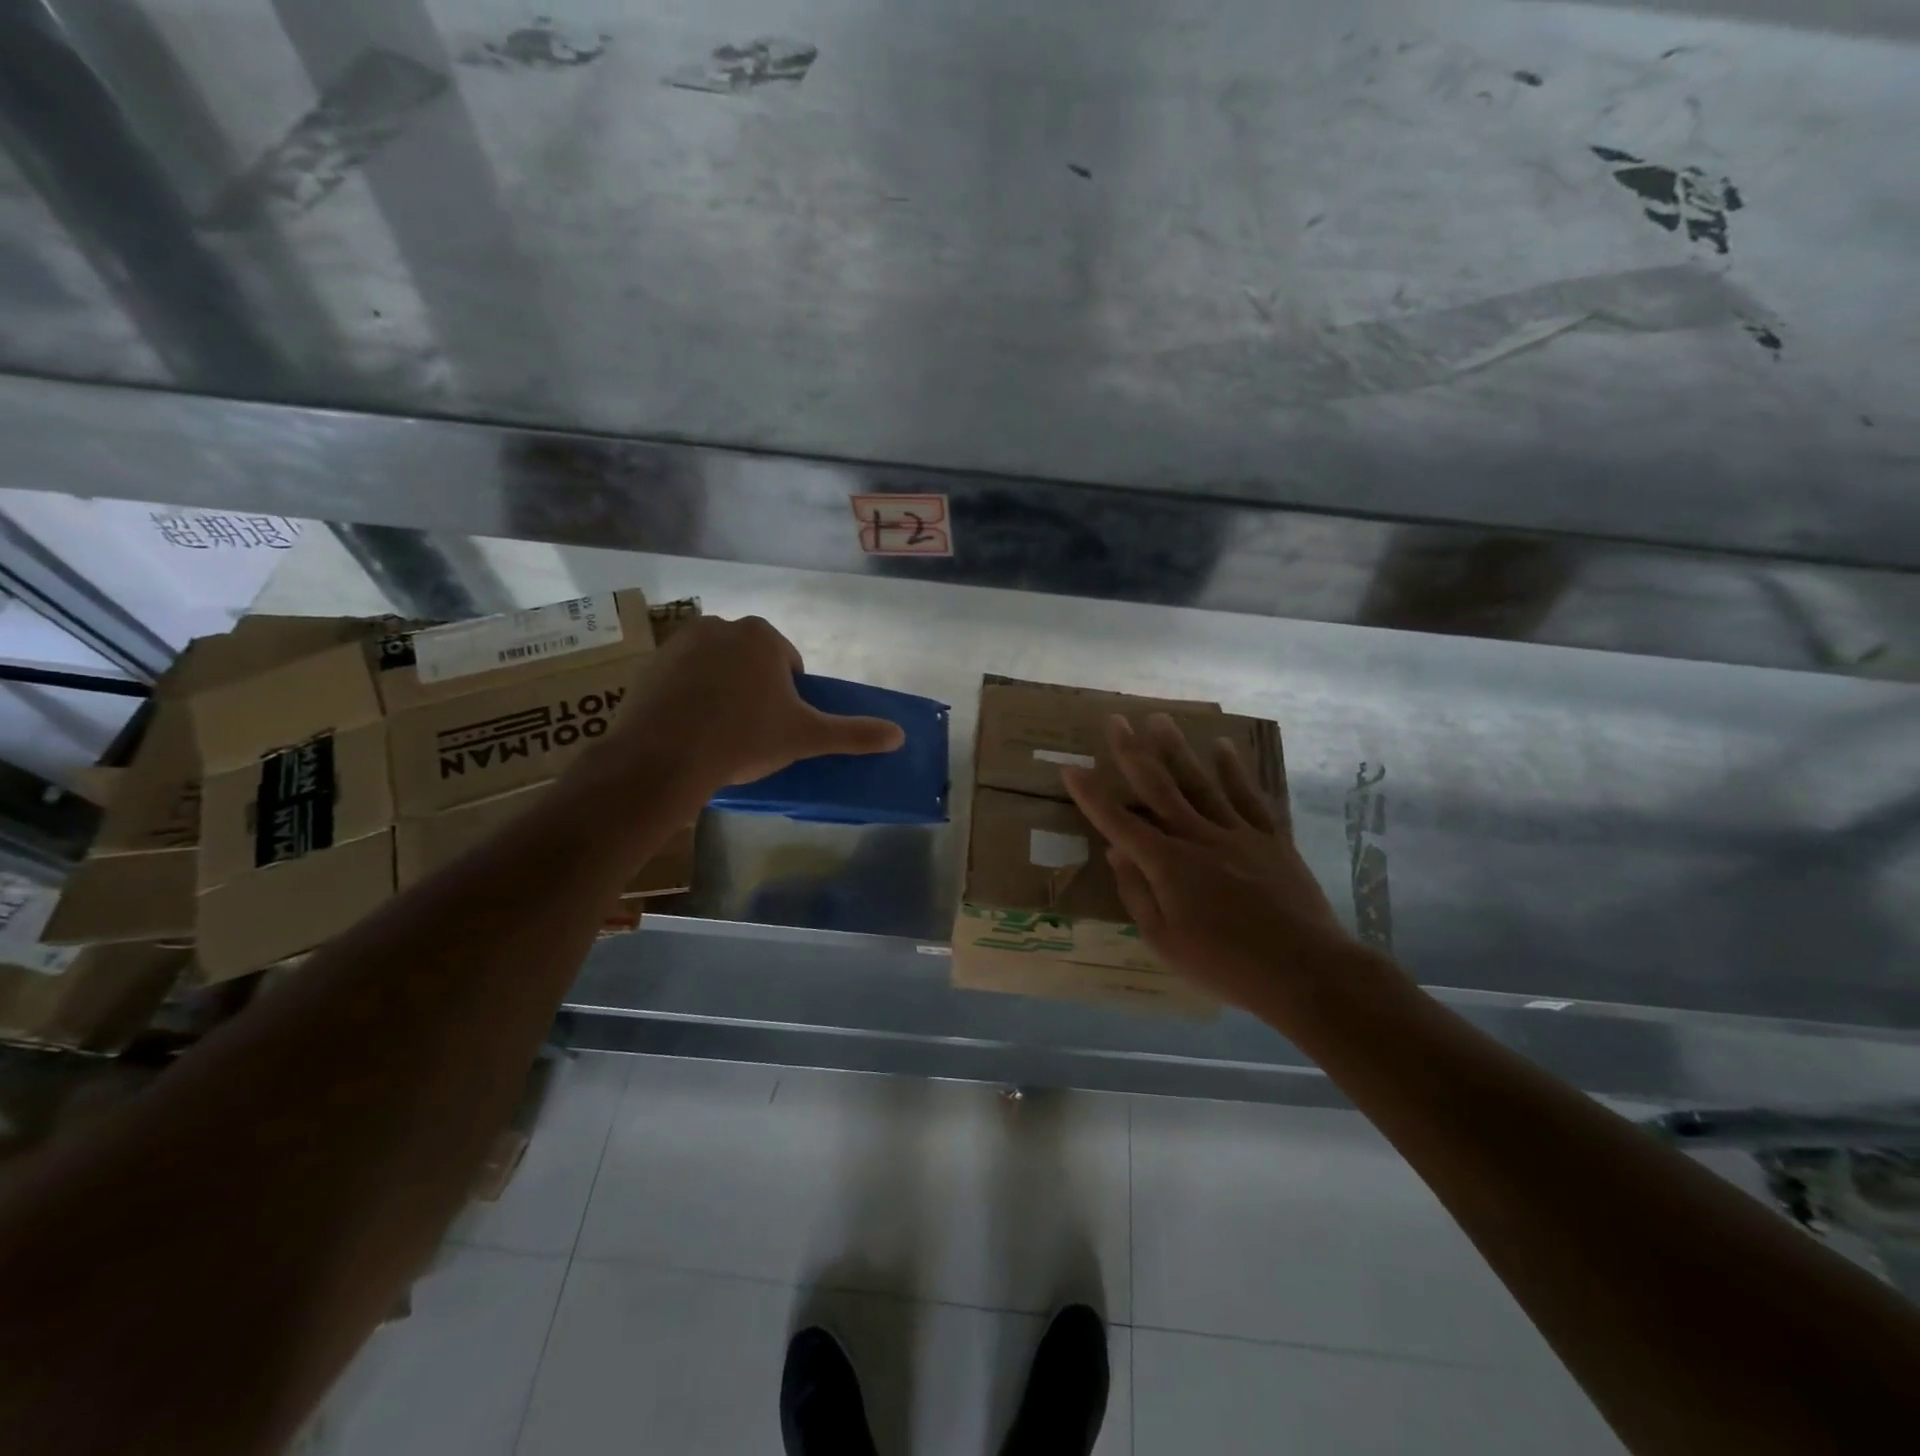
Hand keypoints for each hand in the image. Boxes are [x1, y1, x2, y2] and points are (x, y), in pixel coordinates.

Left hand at [591, 615, 904, 812]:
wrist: (665, 756)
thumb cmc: (744, 738)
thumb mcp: (806, 737)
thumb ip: (853, 734)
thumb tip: (899, 735)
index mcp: (763, 636)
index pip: (789, 665)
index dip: (789, 698)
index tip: (777, 726)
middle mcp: (722, 626)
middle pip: (752, 662)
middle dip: (755, 691)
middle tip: (750, 732)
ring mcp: (682, 642)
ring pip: (717, 667)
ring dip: (723, 691)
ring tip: (719, 733)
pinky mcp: (652, 663)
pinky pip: (683, 677)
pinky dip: (690, 695)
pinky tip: (689, 728)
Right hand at [1062, 713, 1361, 1015]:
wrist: (1304, 971)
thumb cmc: (1225, 965)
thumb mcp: (1164, 942)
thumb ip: (1136, 893)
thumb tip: (1115, 852)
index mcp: (1167, 865)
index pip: (1119, 823)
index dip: (1091, 796)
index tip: (1071, 769)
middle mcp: (1198, 838)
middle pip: (1158, 788)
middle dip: (1132, 753)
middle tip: (1116, 720)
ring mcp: (1237, 834)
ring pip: (1200, 783)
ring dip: (1177, 750)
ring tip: (1160, 720)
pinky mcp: (1271, 839)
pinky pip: (1248, 797)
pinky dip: (1235, 771)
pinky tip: (1223, 747)